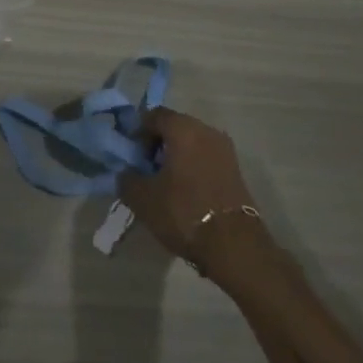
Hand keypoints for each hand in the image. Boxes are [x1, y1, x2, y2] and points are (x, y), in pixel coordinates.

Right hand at [120, 107, 269, 280]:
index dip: (138, 132)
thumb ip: (127, 178)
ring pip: (192, 143)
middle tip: (146, 169)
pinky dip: (193, 168)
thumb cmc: (184, 212)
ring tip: (165, 184)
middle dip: (157, 144)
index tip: (131, 154)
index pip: (154, 115)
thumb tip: (126, 173)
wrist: (235, 246)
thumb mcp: (143, 198)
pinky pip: (206, 159)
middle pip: (175, 127)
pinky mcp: (236, 171)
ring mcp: (225, 150)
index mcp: (183, 128)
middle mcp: (206, 130)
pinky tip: (185, 193)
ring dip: (176, 157)